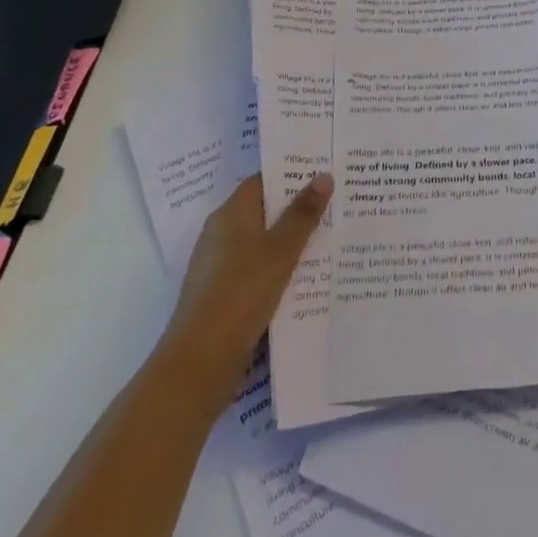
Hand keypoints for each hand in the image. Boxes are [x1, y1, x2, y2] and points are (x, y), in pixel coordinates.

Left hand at [162, 172, 330, 397]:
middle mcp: (221, 235)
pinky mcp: (224, 296)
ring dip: (292, 243)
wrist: (200, 363)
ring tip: (332, 239)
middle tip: (337, 204)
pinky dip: (281, 270)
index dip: (292, 175)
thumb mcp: (280, 250)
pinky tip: (308, 278)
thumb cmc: (240, 293)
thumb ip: (303, 213)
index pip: (263, 182)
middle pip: (265, 212)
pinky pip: (259, 271)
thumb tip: (323, 175)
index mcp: (230, 214)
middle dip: (298, 210)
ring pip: (263, 244)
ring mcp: (220, 268)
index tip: (325, 173)